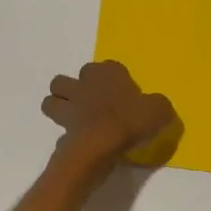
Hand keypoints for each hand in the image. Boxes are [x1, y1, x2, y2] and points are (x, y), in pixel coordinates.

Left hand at [43, 61, 178, 168]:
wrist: (101, 143)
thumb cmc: (131, 119)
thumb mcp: (159, 110)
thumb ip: (159, 106)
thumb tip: (157, 108)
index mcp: (107, 72)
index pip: (106, 67)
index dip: (113, 79)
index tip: (122, 94)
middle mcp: (84, 83)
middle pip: (66, 80)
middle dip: (73, 89)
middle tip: (90, 104)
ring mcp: (69, 105)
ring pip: (51, 100)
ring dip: (59, 107)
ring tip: (75, 120)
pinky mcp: (61, 128)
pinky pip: (58, 130)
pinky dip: (66, 135)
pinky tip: (79, 143)